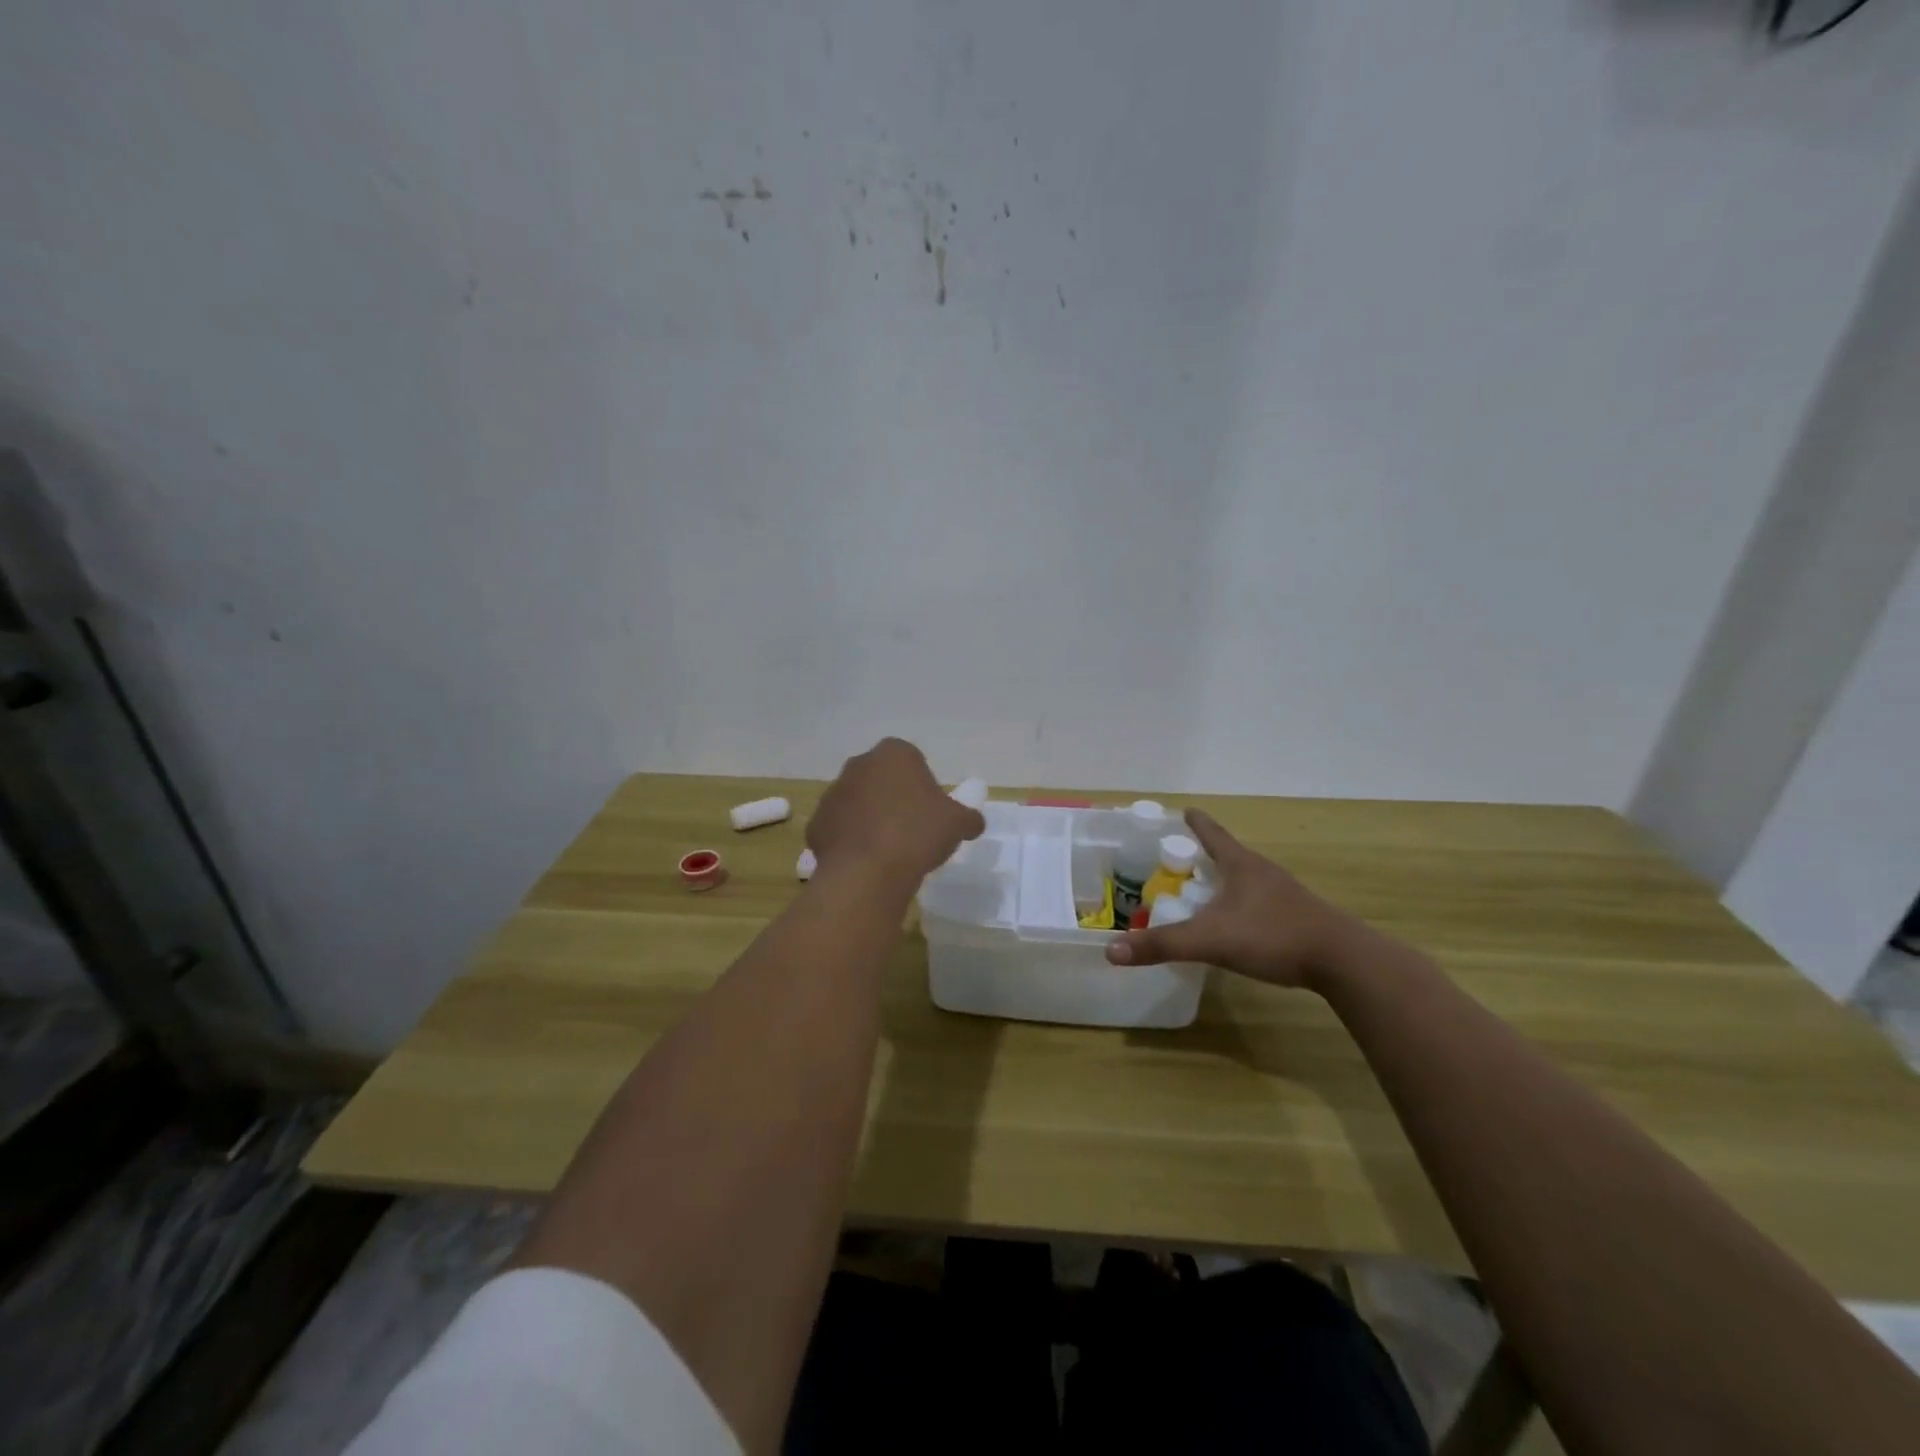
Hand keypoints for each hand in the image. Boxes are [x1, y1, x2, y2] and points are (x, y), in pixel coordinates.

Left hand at [807, 738, 985, 886]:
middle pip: (881, 778)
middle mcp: (859, 765)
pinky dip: (850, 841)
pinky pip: (839, 828)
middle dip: (893, 797)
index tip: (931, 810)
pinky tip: (866, 862)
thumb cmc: (918, 834)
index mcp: (894, 754)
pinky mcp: (816, 824)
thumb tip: (973, 822)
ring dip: (869, 818)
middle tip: (911, 828)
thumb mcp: (958, 824)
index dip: (923, 784)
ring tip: (888, 849)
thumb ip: (968, 817)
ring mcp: (833, 794)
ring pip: (857, 802)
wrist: (868, 872)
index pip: (912, 760)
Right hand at [1104, 809, 1360, 989]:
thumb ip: (1162, 945)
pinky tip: (1236, 924)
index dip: (1196, 823)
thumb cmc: (1272, 935)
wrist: (1343, 961)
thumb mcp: (1210, 940)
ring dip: (1224, 882)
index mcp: (1241, 865)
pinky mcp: (1298, 918)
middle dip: (1205, 855)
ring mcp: (1284, 895)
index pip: (1212, 834)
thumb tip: (1111, 951)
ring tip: (1205, 892)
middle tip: (1181, 860)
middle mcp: (1262, 872)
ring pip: (1246, 880)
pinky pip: (1260, 903)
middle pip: (1229, 855)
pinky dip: (1241, 906)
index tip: (1184, 811)